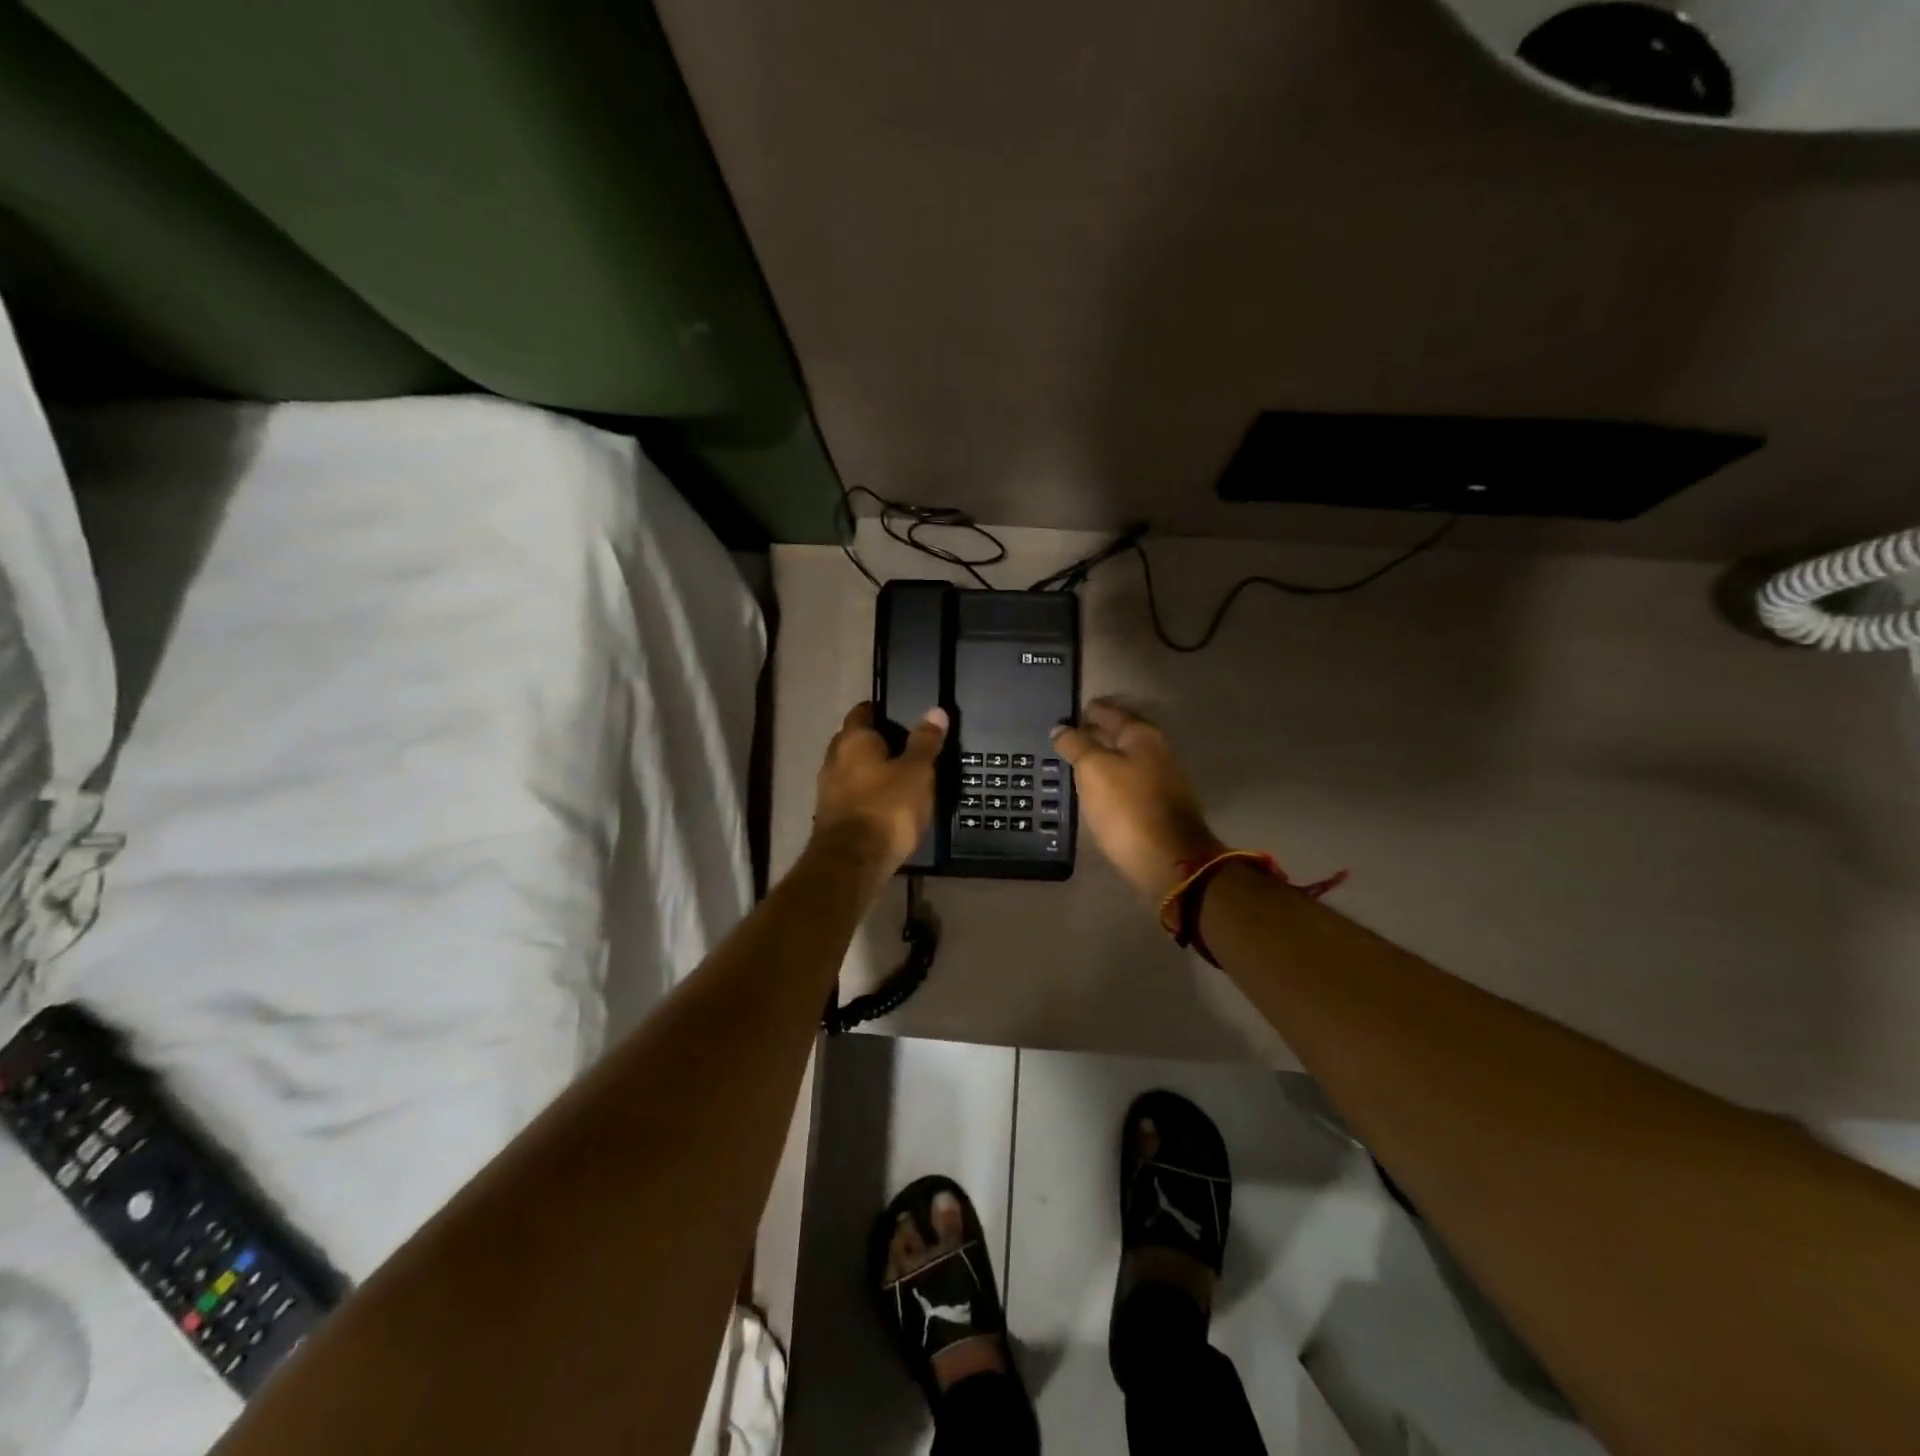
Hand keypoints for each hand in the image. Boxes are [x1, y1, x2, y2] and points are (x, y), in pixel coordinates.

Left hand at [812, 701, 948, 882]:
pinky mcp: (830, 817)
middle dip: (874, 742)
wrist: (853, 862)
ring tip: (898, 777)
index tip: (900, 714)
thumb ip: (925, 742)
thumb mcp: (917, 772)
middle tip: (904, 746)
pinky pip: (850, 795)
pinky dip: (865, 795)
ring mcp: (827, 790)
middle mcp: (833, 759)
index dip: (880, 711)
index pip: (862, 712)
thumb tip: (935, 710)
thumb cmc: (888, 807)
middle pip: (852, 741)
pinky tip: (885, 805)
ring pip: (849, 770)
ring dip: (868, 771)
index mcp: (853, 740)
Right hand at [1051, 700, 1223, 899]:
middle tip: (1060, 742)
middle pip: (1117, 735)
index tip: (1061, 717)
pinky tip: (1091, 790)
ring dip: (1098, 760)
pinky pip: (1126, 782)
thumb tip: (1060, 729)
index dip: (1084, 712)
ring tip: (1069, 766)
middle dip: (1091, 735)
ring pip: (1121, 760)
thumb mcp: (1093, 769)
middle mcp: (1155, 750)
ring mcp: (1159, 779)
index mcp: (1142, 734)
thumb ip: (1075, 744)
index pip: (1108, 711)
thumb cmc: (1127, 807)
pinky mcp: (1156, 805)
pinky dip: (1107, 781)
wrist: (1168, 860)